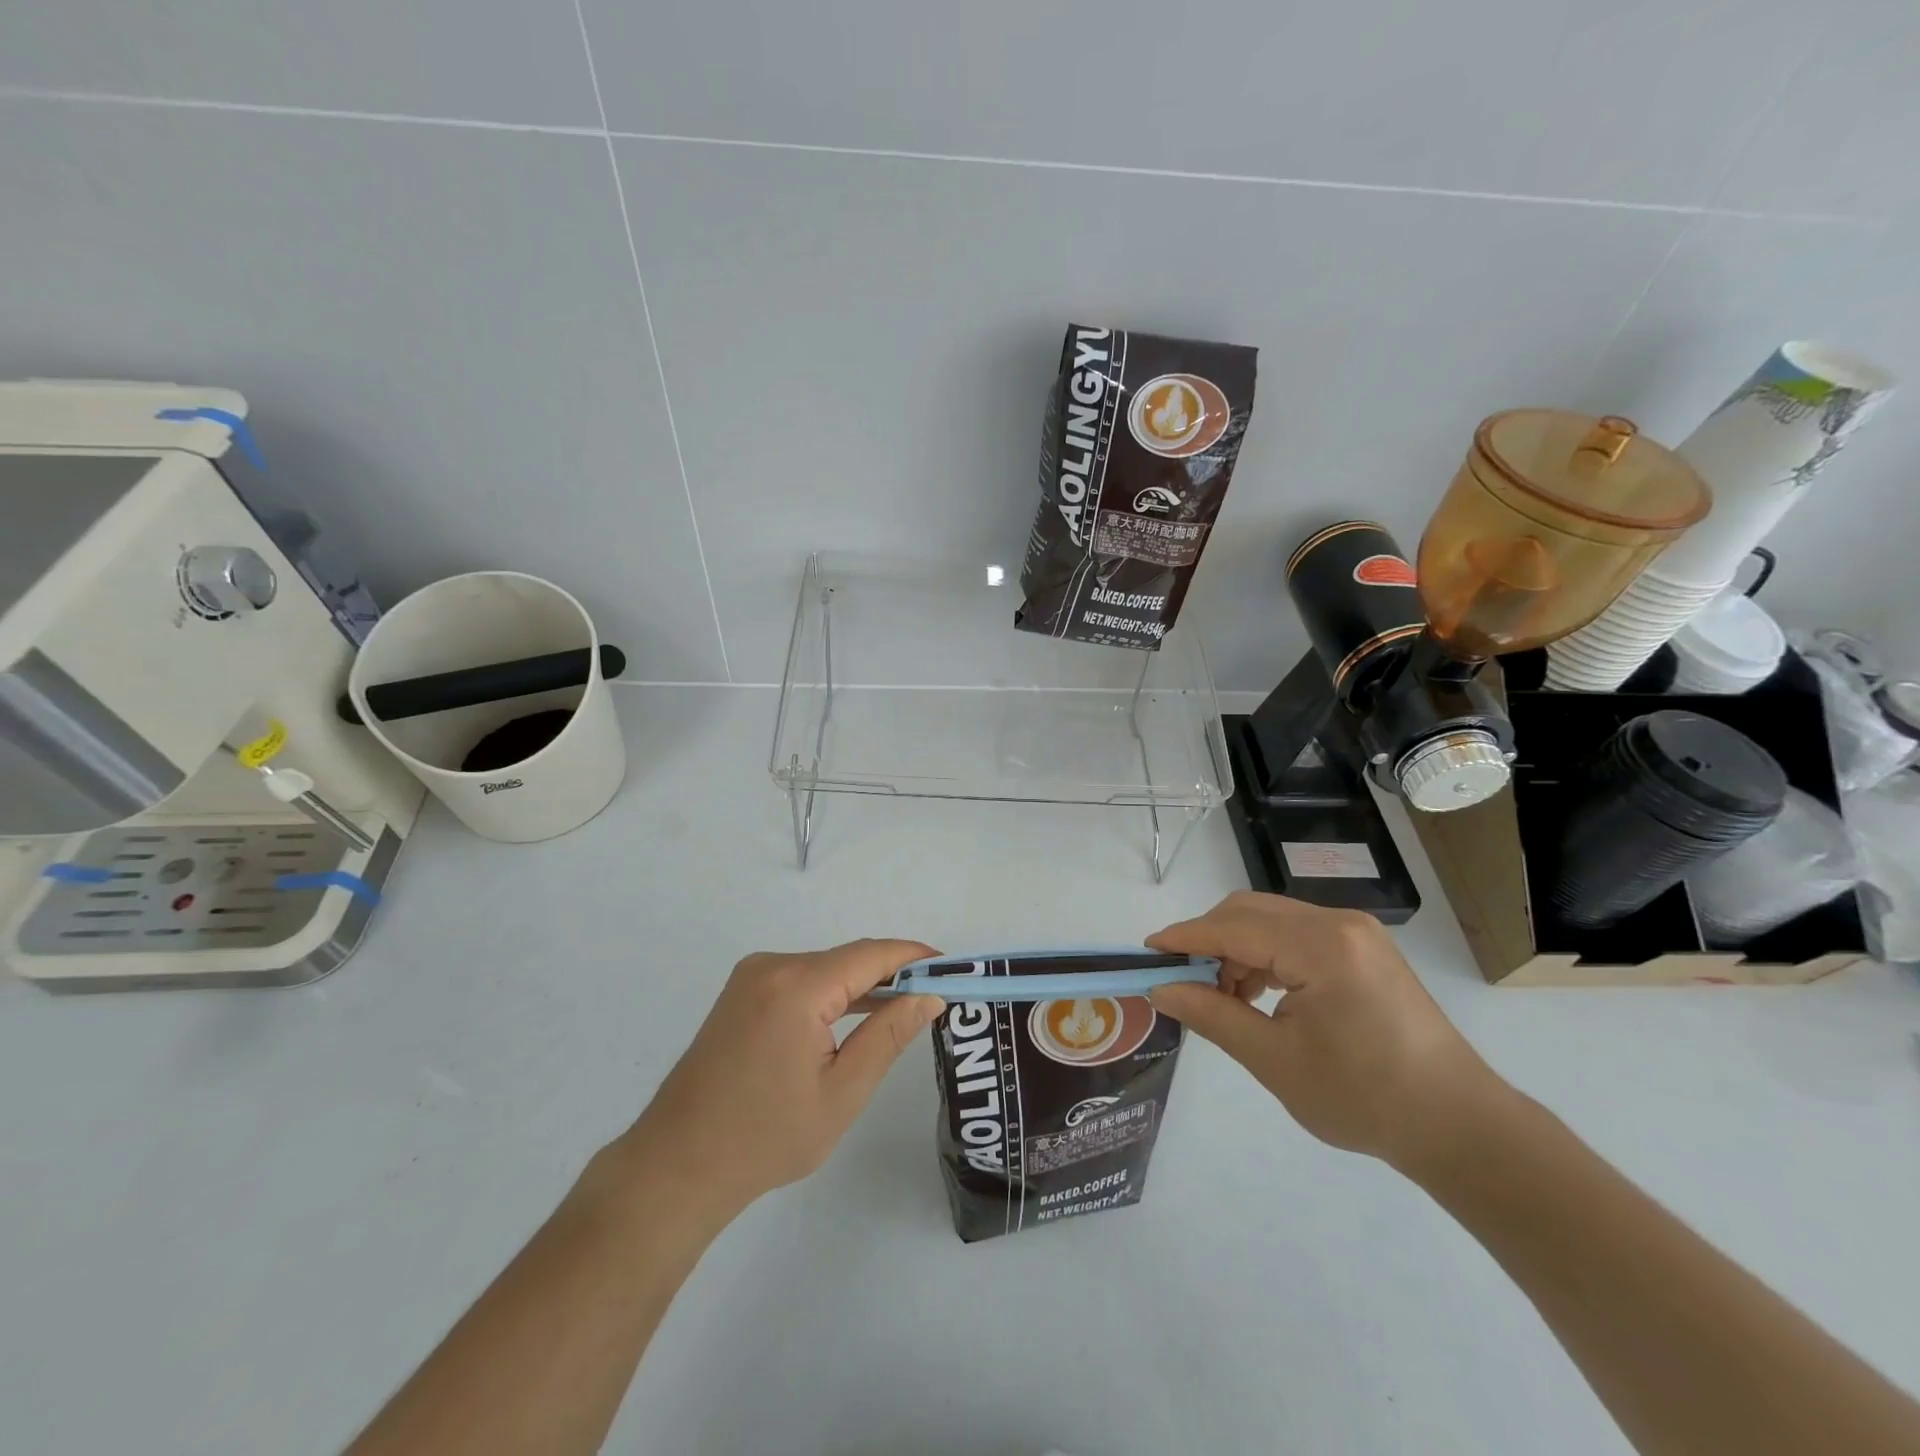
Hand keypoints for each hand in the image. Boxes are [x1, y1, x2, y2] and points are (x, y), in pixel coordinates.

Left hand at [617, 940, 944, 1217]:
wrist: (676, 1166)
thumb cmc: (766, 1138)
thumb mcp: (842, 1092)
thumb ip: (889, 1035)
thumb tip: (929, 996)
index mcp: (797, 986)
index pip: (872, 955)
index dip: (915, 957)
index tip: (953, 969)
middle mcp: (772, 966)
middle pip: (848, 959)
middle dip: (893, 974)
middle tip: (936, 997)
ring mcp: (752, 977)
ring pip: (825, 969)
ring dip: (863, 986)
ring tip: (905, 1008)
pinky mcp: (742, 993)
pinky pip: (802, 980)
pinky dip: (833, 994)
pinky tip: (856, 1017)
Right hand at [1147, 892, 1506, 1172]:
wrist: (1460, 1127)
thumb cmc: (1364, 1098)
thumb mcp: (1275, 1060)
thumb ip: (1212, 1015)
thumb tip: (1161, 989)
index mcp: (1320, 946)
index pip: (1232, 926)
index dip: (1184, 937)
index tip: (1145, 953)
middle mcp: (1338, 923)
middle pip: (1250, 911)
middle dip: (1209, 941)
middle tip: (1184, 983)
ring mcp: (1356, 933)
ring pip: (1271, 920)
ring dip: (1237, 948)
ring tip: (1224, 997)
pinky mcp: (1364, 948)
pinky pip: (1296, 934)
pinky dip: (1266, 954)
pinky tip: (1260, 993)